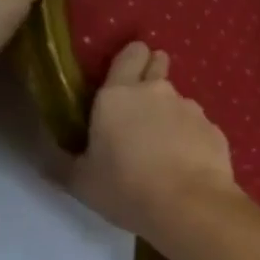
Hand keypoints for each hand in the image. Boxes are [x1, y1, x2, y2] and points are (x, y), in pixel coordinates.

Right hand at [70, 42, 244, 240]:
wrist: (189, 205)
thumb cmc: (126, 189)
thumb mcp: (81, 181)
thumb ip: (62, 162)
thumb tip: (44, 155)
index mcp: (118, 95)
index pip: (129, 54)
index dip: (132, 57)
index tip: (130, 67)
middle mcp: (157, 92)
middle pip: (158, 65)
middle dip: (153, 72)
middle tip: (144, 102)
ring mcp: (191, 109)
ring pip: (179, 101)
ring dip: (171, 114)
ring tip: (166, 146)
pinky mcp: (215, 129)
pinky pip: (199, 127)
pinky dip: (192, 138)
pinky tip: (188, 162)